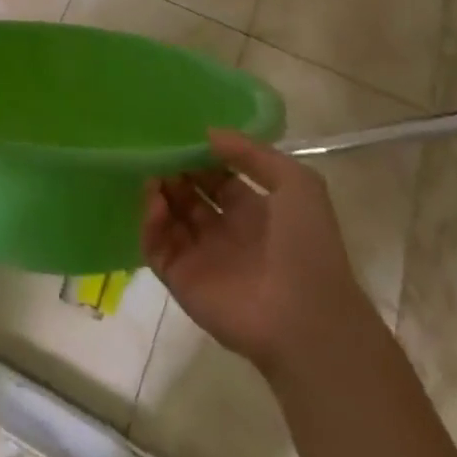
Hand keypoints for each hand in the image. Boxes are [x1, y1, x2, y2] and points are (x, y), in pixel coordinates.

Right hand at [143, 130, 365, 377]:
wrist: (308, 322)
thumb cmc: (306, 247)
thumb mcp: (296, 182)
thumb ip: (252, 153)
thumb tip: (209, 134)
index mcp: (252, 212)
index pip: (215, 178)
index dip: (198, 158)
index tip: (179, 137)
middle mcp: (225, 233)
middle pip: (187, 195)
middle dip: (173, 172)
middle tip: (159, 153)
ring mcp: (201, 258)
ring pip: (167, 218)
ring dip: (156, 193)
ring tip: (153, 176)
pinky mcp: (182, 282)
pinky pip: (155, 247)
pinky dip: (149, 223)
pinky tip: (154, 202)